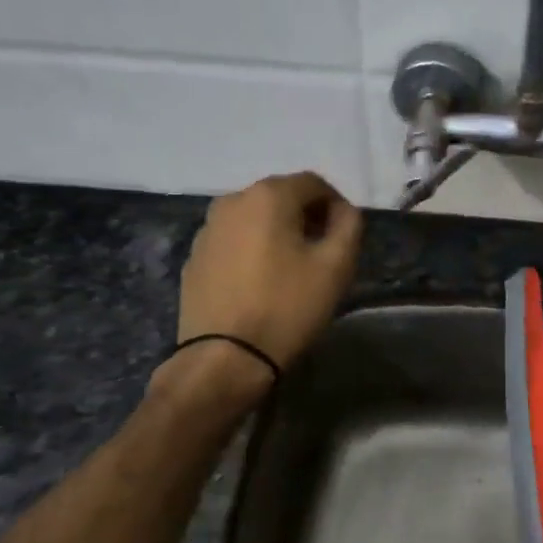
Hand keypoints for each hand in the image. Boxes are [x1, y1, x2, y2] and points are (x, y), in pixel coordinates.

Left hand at [165, 172, 364, 392]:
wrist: (224, 358)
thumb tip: (342, 210)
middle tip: (323, 253)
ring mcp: (207, 230)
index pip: (313, 183)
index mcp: (268, 195)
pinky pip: (234, 242)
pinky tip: (261, 284)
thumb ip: (349, 225)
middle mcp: (232, 201)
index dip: (336, 205)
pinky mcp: (194, 258)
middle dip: (306, 217)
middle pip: (281, 197)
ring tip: (291, 270)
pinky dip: (252, 251)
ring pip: (255, 219)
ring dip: (277, 233)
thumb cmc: (287, 307)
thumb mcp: (337, 266)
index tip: (345, 236)